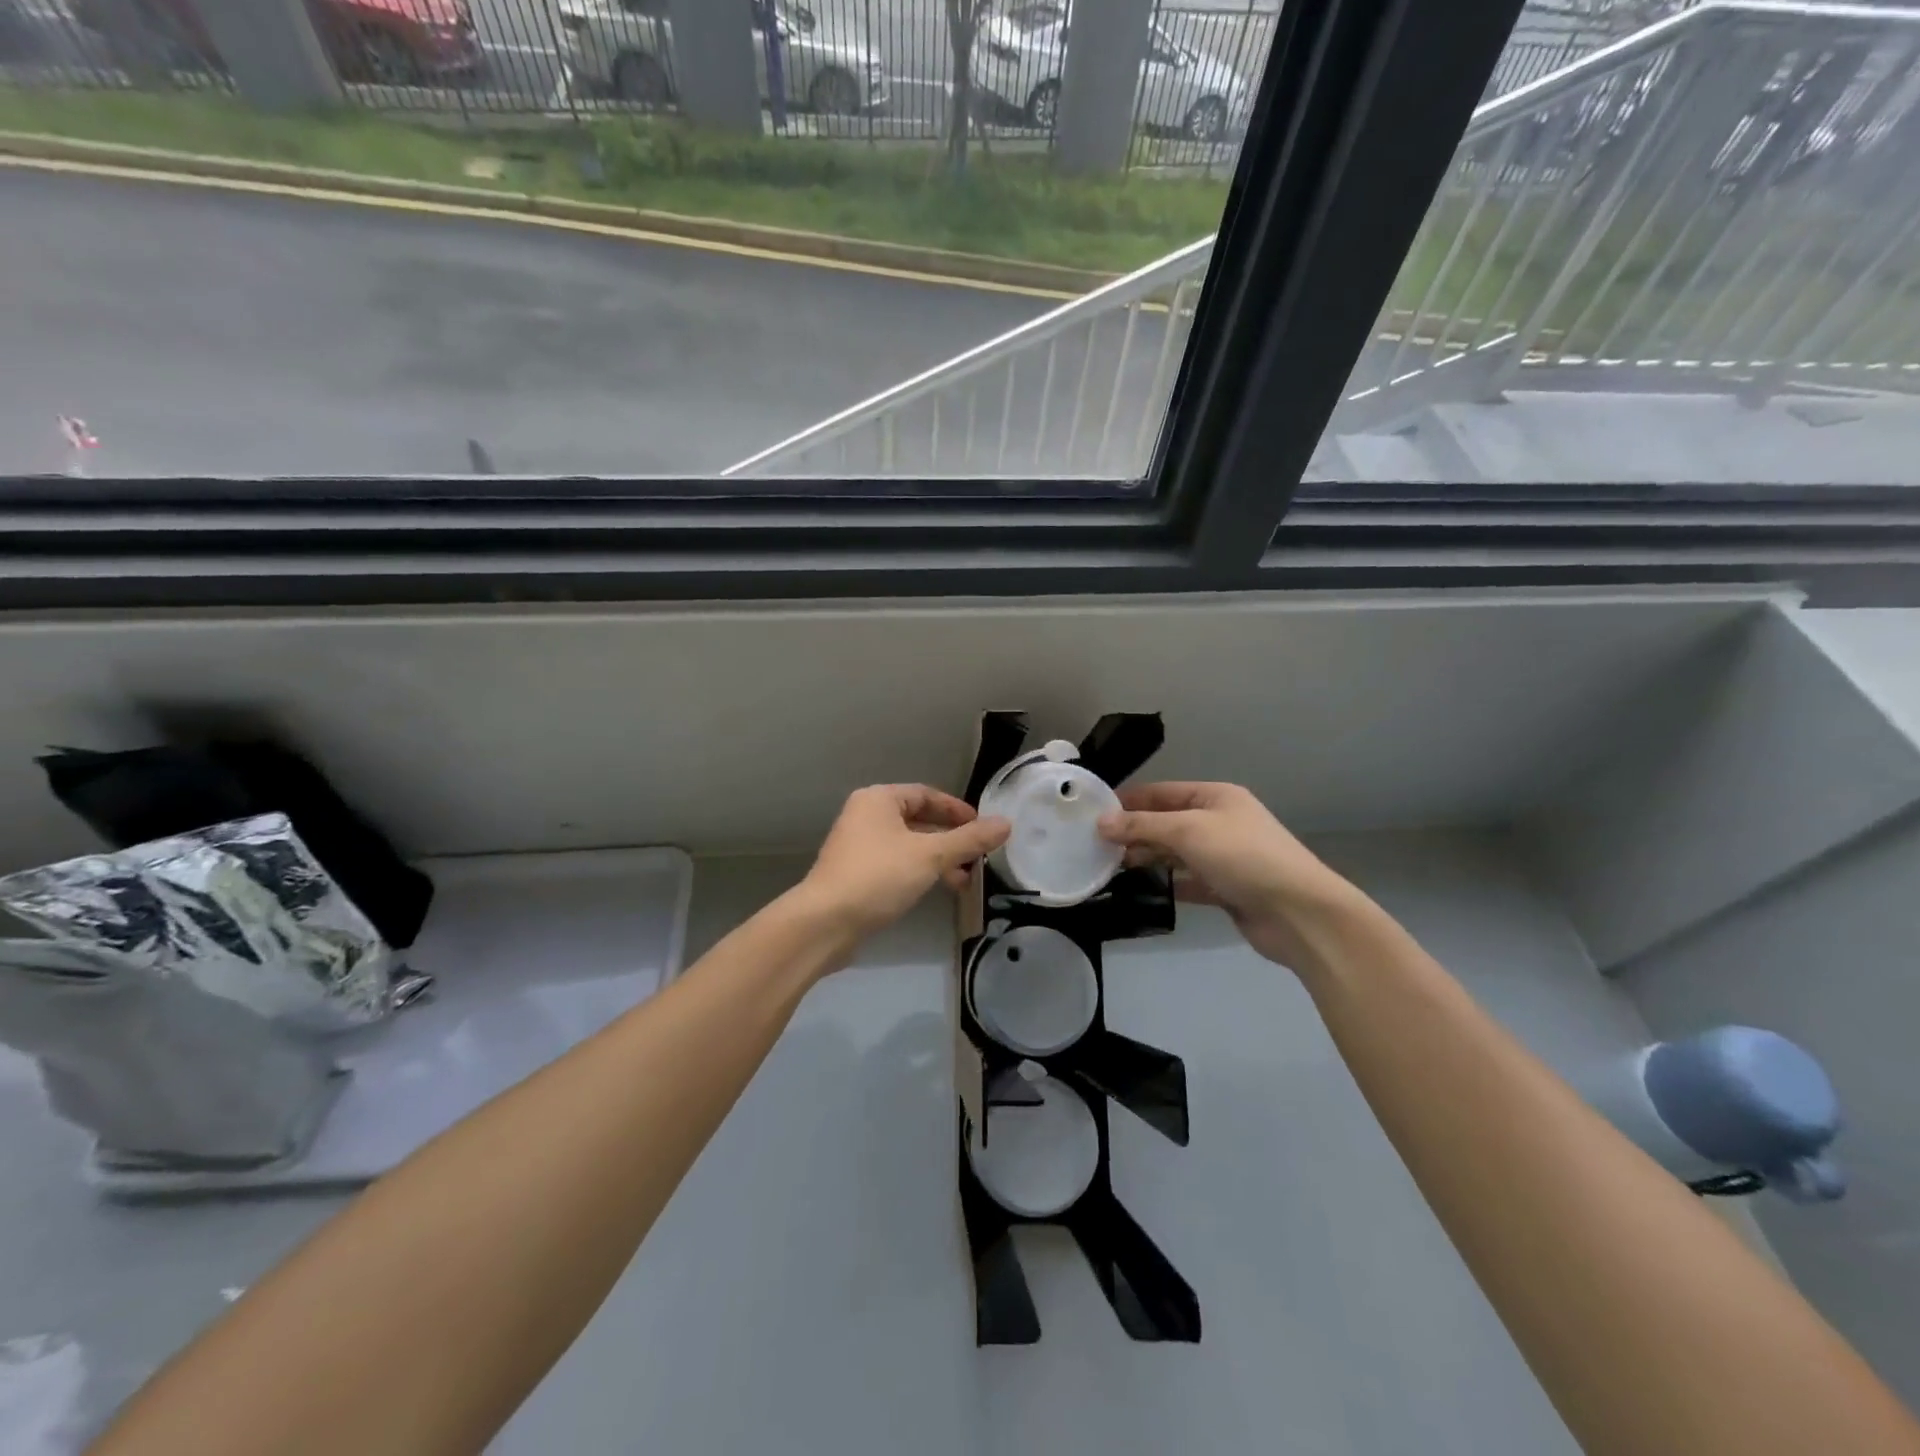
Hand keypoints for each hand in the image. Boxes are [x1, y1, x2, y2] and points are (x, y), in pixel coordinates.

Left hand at [803, 785, 1009, 938]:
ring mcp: (858, 846)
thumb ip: (969, 840)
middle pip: (917, 819)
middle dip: (950, 839)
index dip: (957, 810)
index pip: (926, 794)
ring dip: (937, 858)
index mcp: (878, 799)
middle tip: (977, 857)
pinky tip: (935, 890)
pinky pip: (896, 863)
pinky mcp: (855, 874)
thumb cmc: (878, 877)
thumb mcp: (930, 855)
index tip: (983, 828)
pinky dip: (918, 871)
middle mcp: (865, 816)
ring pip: (908, 844)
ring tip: (963, 880)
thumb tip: (1006, 823)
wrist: (825, 923)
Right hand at [1099, 782, 1363, 975]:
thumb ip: (1143, 826)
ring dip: (1147, 857)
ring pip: (1175, 852)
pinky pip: (1187, 880)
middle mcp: (1220, 822)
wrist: (1299, 913)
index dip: (1129, 801)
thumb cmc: (1243, 857)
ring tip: (1109, 866)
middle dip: (1134, 832)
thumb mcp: (1188, 831)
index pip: (1162, 792)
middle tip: (1095, 845)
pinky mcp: (1226, 888)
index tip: (1093, 813)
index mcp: (1215, 797)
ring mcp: (1224, 857)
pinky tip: (1139, 888)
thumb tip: (1101, 822)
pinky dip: (1165, 882)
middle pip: (1167, 822)